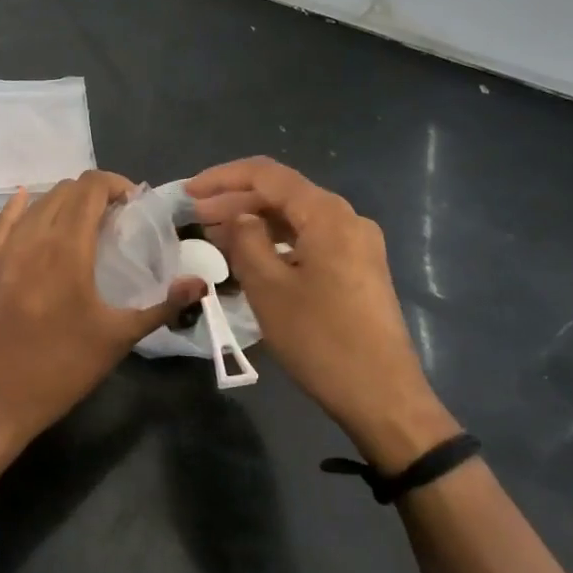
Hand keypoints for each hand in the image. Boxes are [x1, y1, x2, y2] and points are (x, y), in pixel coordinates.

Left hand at [0, 171, 203, 477]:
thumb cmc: (59, 369)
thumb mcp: (117, 339)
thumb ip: (161, 306)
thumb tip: (200, 284)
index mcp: (68, 247)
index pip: (91, 187)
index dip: (115, 184)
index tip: (134, 203)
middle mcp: (34, 236)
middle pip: (65, 190)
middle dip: (94, 193)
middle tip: (115, 217)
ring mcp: (4, 248)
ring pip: (36, 202)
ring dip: (64, 201)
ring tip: (83, 223)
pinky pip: (4, 220)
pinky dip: (23, 207)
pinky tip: (28, 204)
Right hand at [187, 157, 457, 471]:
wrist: (384, 397)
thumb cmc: (321, 340)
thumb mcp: (269, 288)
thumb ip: (246, 241)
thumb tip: (238, 217)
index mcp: (327, 214)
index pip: (267, 175)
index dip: (223, 178)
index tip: (189, 192)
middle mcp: (347, 218)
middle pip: (283, 194)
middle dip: (236, 200)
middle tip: (195, 216)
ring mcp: (357, 244)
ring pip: (296, 218)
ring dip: (255, 222)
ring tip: (215, 235)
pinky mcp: (359, 269)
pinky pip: (310, 240)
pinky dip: (277, 243)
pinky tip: (251, 258)